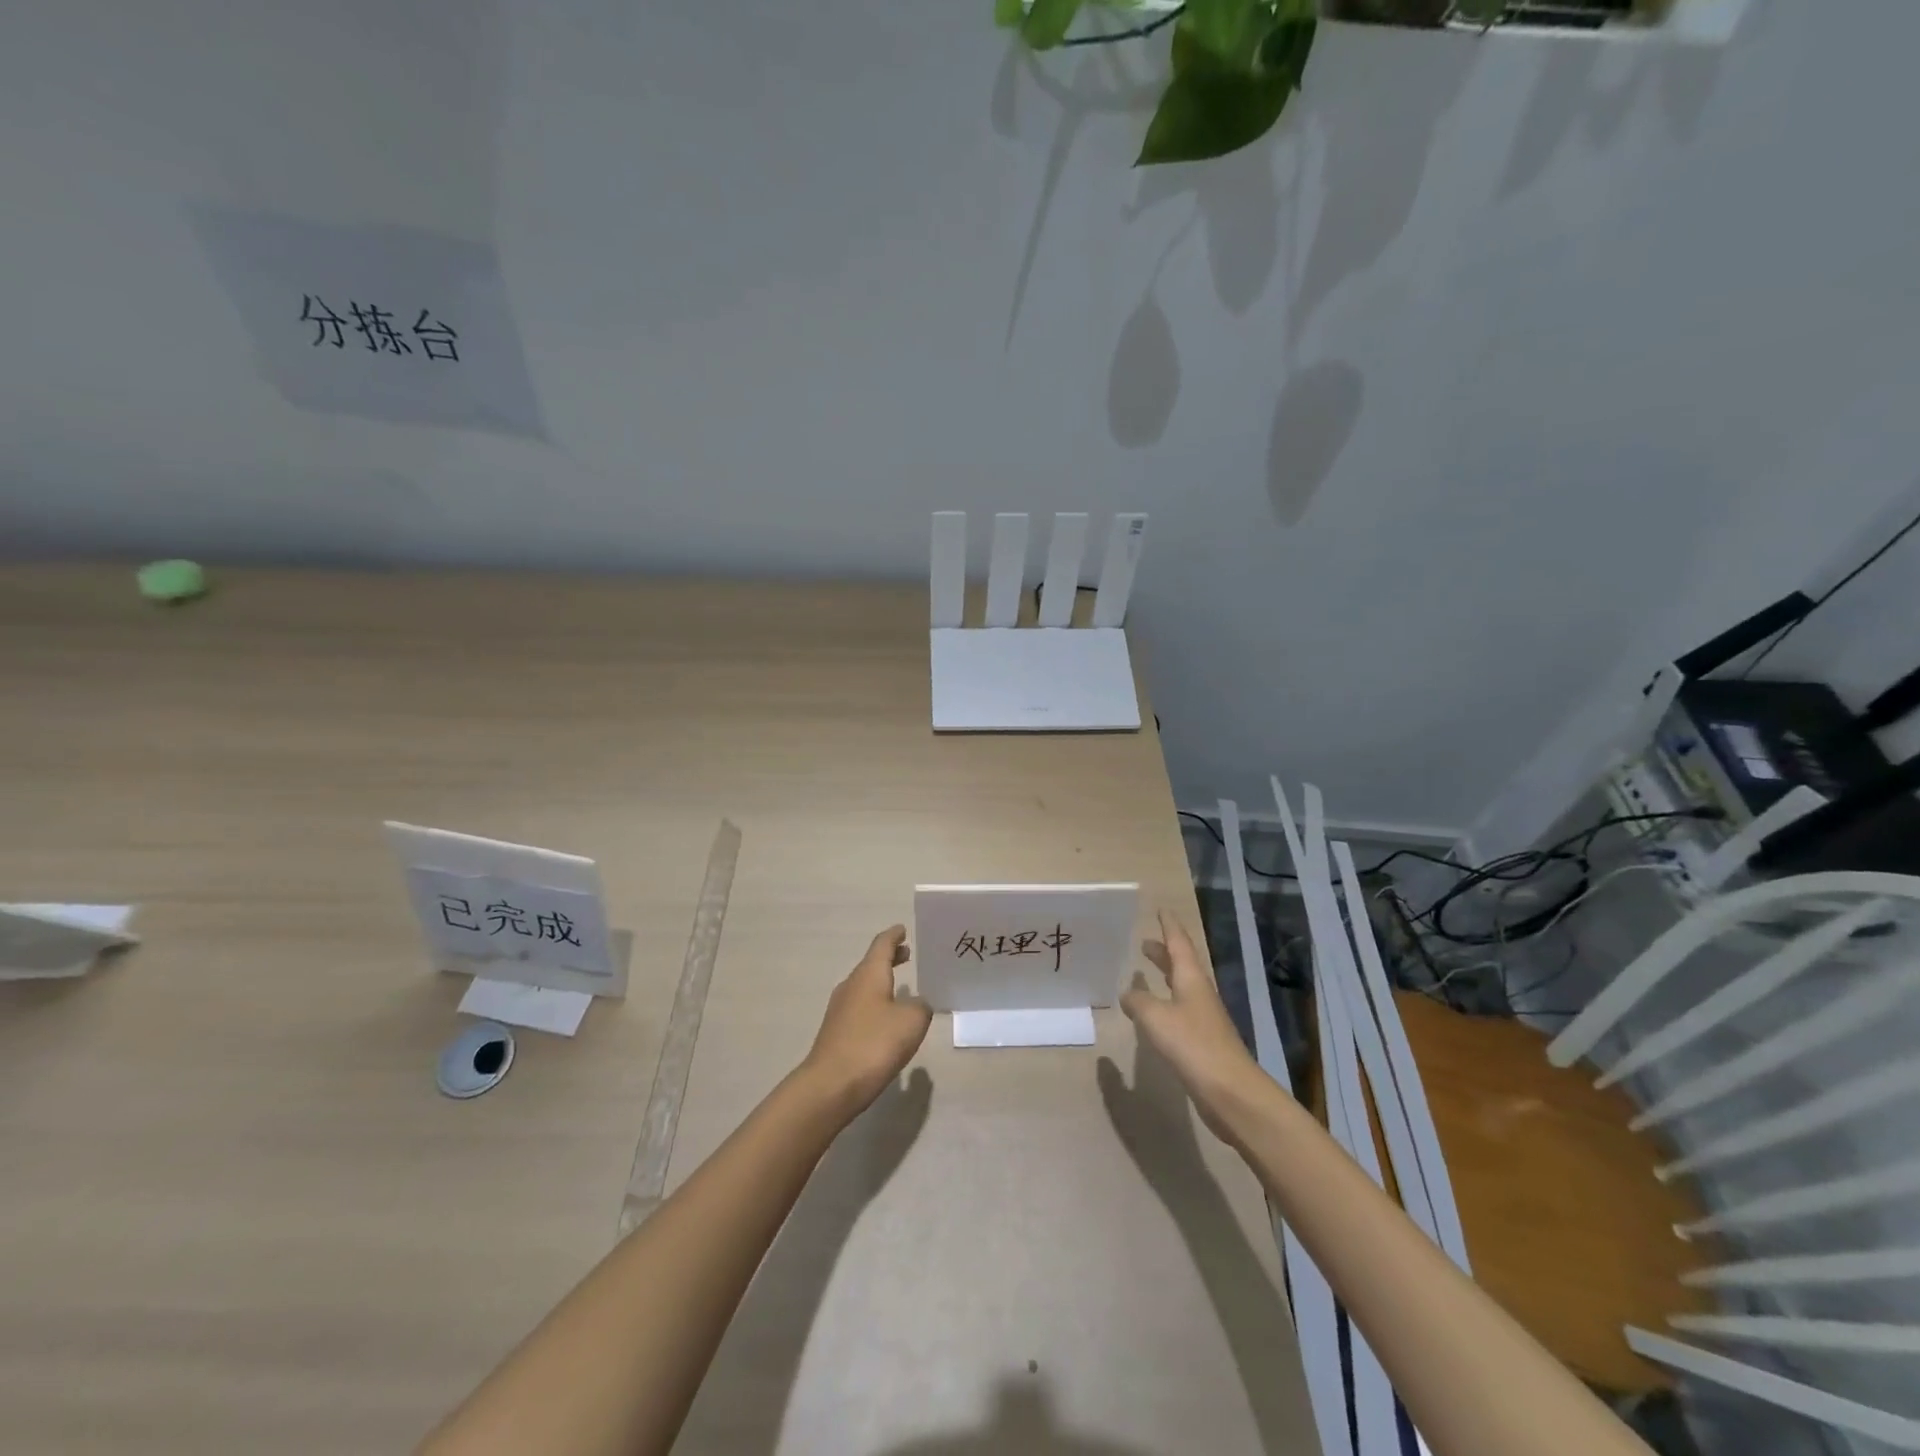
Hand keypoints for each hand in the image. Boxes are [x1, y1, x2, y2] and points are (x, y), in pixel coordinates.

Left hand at [802, 926, 931, 1117]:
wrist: (831, 1085)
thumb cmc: (874, 1044)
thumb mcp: (911, 1021)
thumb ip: (921, 1007)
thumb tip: (917, 1004)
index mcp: (868, 974)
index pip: (881, 945)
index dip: (894, 935)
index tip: (903, 929)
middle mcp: (851, 985)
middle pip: (871, 964)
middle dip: (889, 958)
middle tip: (907, 954)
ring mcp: (840, 1010)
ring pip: (864, 986)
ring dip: (882, 981)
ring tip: (902, 986)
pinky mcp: (837, 1033)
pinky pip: (860, 1007)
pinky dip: (875, 1003)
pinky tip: (887, 1019)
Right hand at [1120, 910, 1261, 1139]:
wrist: (1232, 1093)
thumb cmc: (1193, 1045)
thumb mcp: (1156, 1018)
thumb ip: (1138, 1002)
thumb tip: (1127, 994)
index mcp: (1191, 979)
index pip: (1179, 944)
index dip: (1169, 926)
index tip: (1162, 909)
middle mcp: (1199, 994)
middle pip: (1181, 964)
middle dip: (1164, 952)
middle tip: (1145, 942)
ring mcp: (1203, 1018)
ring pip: (1181, 987)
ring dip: (1164, 976)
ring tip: (1146, 971)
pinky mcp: (1202, 1042)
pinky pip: (1179, 1010)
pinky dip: (1164, 1002)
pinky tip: (1153, 1014)